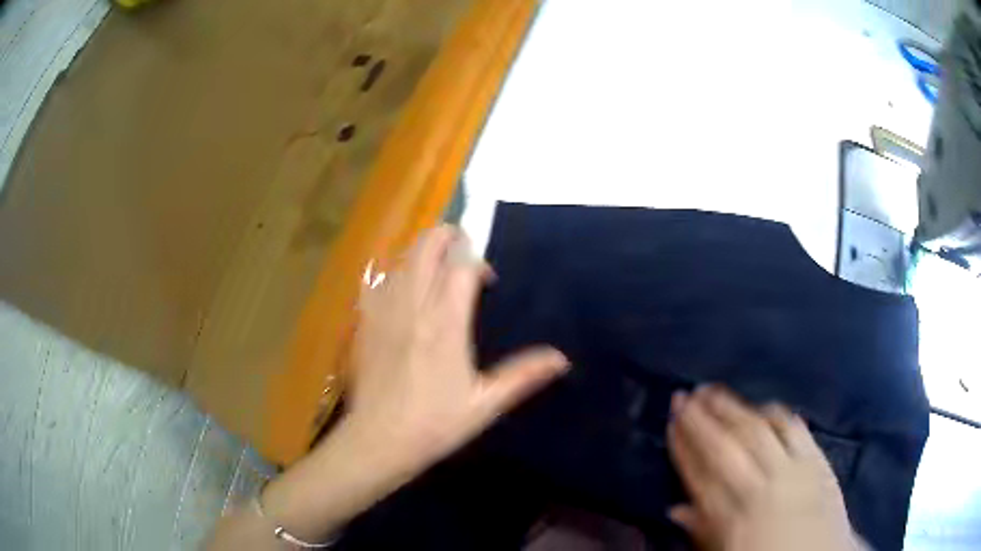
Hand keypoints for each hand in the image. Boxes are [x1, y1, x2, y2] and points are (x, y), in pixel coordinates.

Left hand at [344, 224, 569, 473]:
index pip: (461, 267)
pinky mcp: (364, 322)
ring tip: (436, 274)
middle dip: (446, 237)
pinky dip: (394, 274)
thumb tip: (561, 358)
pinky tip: (402, 293)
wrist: (378, 441)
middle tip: (462, 252)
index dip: (477, 262)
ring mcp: (383, 311)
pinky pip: (377, 281)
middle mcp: (412, 307)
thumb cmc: (434, 424)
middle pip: (426, 247)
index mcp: (445, 324)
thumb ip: (523, 376)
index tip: (487, 280)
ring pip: (401, 259)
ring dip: (422, 255)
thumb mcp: (485, 404)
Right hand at [668, 386, 864, 550]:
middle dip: (702, 419)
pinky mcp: (815, 459)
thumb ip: (701, 530)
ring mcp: (791, 469)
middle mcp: (759, 487)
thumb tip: (674, 508)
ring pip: (757, 430)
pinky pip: (793, 428)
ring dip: (734, 408)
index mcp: (732, 515)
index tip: (671, 422)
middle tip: (685, 394)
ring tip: (715, 391)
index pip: (700, 473)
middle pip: (726, 445)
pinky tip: (763, 405)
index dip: (683, 445)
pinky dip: (775, 413)